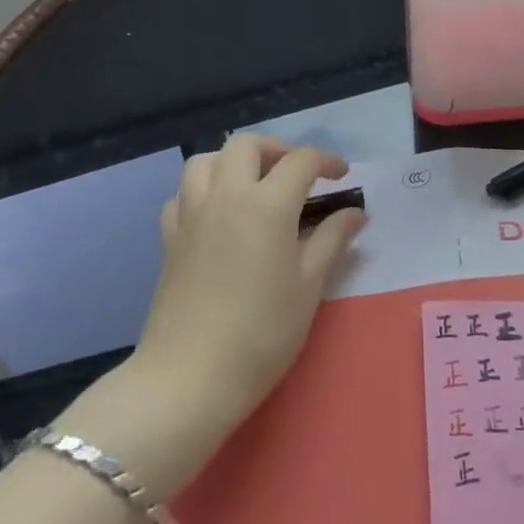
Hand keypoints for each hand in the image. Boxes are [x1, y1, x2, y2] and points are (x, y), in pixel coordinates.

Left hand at [130, 135, 361, 428]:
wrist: (188, 378)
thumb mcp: (309, 286)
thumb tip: (355, 213)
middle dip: (277, 149)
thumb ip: (332, 240)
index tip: (342, 177)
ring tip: (254, 185)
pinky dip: (202, 191)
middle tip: (296, 174)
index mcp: (267, 204)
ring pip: (207, 160)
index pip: (301, 160)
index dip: (327, 161)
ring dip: (233, 161)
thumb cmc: (262, 333)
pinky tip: (217, 215)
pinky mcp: (169, 238)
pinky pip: (182, 194)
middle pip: (247, 145)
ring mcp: (192, 214)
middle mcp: (226, 196)